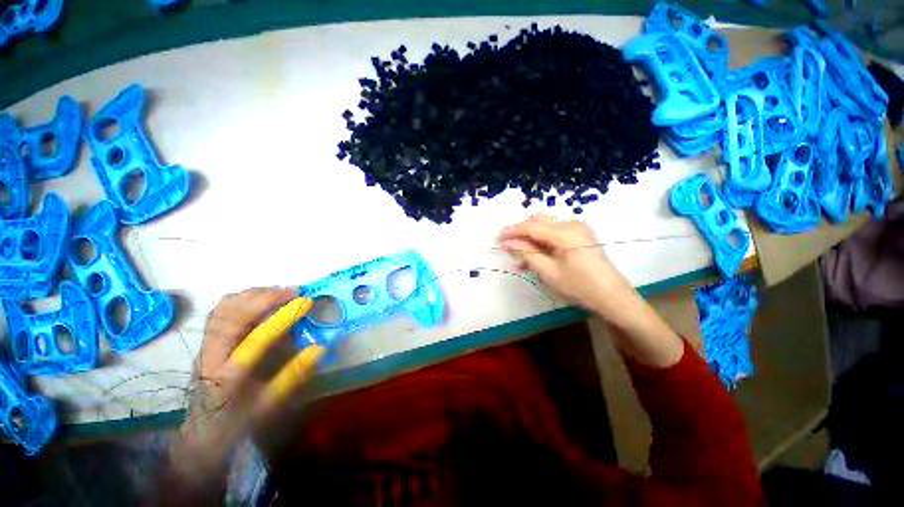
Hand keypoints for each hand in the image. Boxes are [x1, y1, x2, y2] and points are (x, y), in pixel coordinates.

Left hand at [171, 287, 324, 489]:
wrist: (201, 434)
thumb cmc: (238, 422)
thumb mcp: (269, 405)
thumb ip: (293, 375)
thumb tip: (319, 347)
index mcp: (228, 377)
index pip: (255, 340)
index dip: (283, 318)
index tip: (305, 302)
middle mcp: (211, 357)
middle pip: (231, 316)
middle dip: (265, 298)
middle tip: (294, 292)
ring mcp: (204, 347)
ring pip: (223, 309)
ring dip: (253, 295)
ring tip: (280, 292)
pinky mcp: (206, 342)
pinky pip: (220, 311)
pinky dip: (242, 299)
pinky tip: (260, 299)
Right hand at [500, 215, 683, 367]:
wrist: (613, 298)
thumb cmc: (580, 287)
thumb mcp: (548, 272)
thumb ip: (527, 253)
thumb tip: (508, 243)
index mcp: (565, 233)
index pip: (532, 227)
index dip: (513, 231)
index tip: (498, 236)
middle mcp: (572, 225)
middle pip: (539, 222)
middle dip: (521, 232)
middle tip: (508, 246)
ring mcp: (578, 230)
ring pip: (546, 228)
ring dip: (531, 239)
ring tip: (519, 257)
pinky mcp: (580, 236)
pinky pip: (555, 234)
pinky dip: (542, 243)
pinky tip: (534, 256)